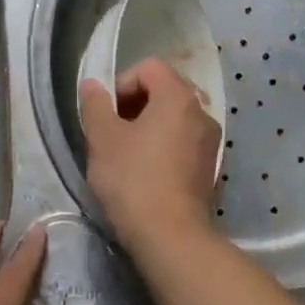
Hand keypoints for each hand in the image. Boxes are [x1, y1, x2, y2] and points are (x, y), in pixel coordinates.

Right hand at [79, 58, 221, 247]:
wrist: (170, 236)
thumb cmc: (133, 180)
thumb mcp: (102, 139)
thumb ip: (95, 105)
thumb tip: (93, 85)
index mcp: (178, 97)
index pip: (149, 68)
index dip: (122, 83)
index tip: (107, 114)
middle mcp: (202, 112)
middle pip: (165, 90)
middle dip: (135, 104)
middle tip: (113, 131)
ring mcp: (211, 142)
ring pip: (175, 119)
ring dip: (149, 127)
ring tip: (127, 154)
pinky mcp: (211, 168)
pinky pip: (184, 142)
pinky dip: (164, 146)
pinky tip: (146, 173)